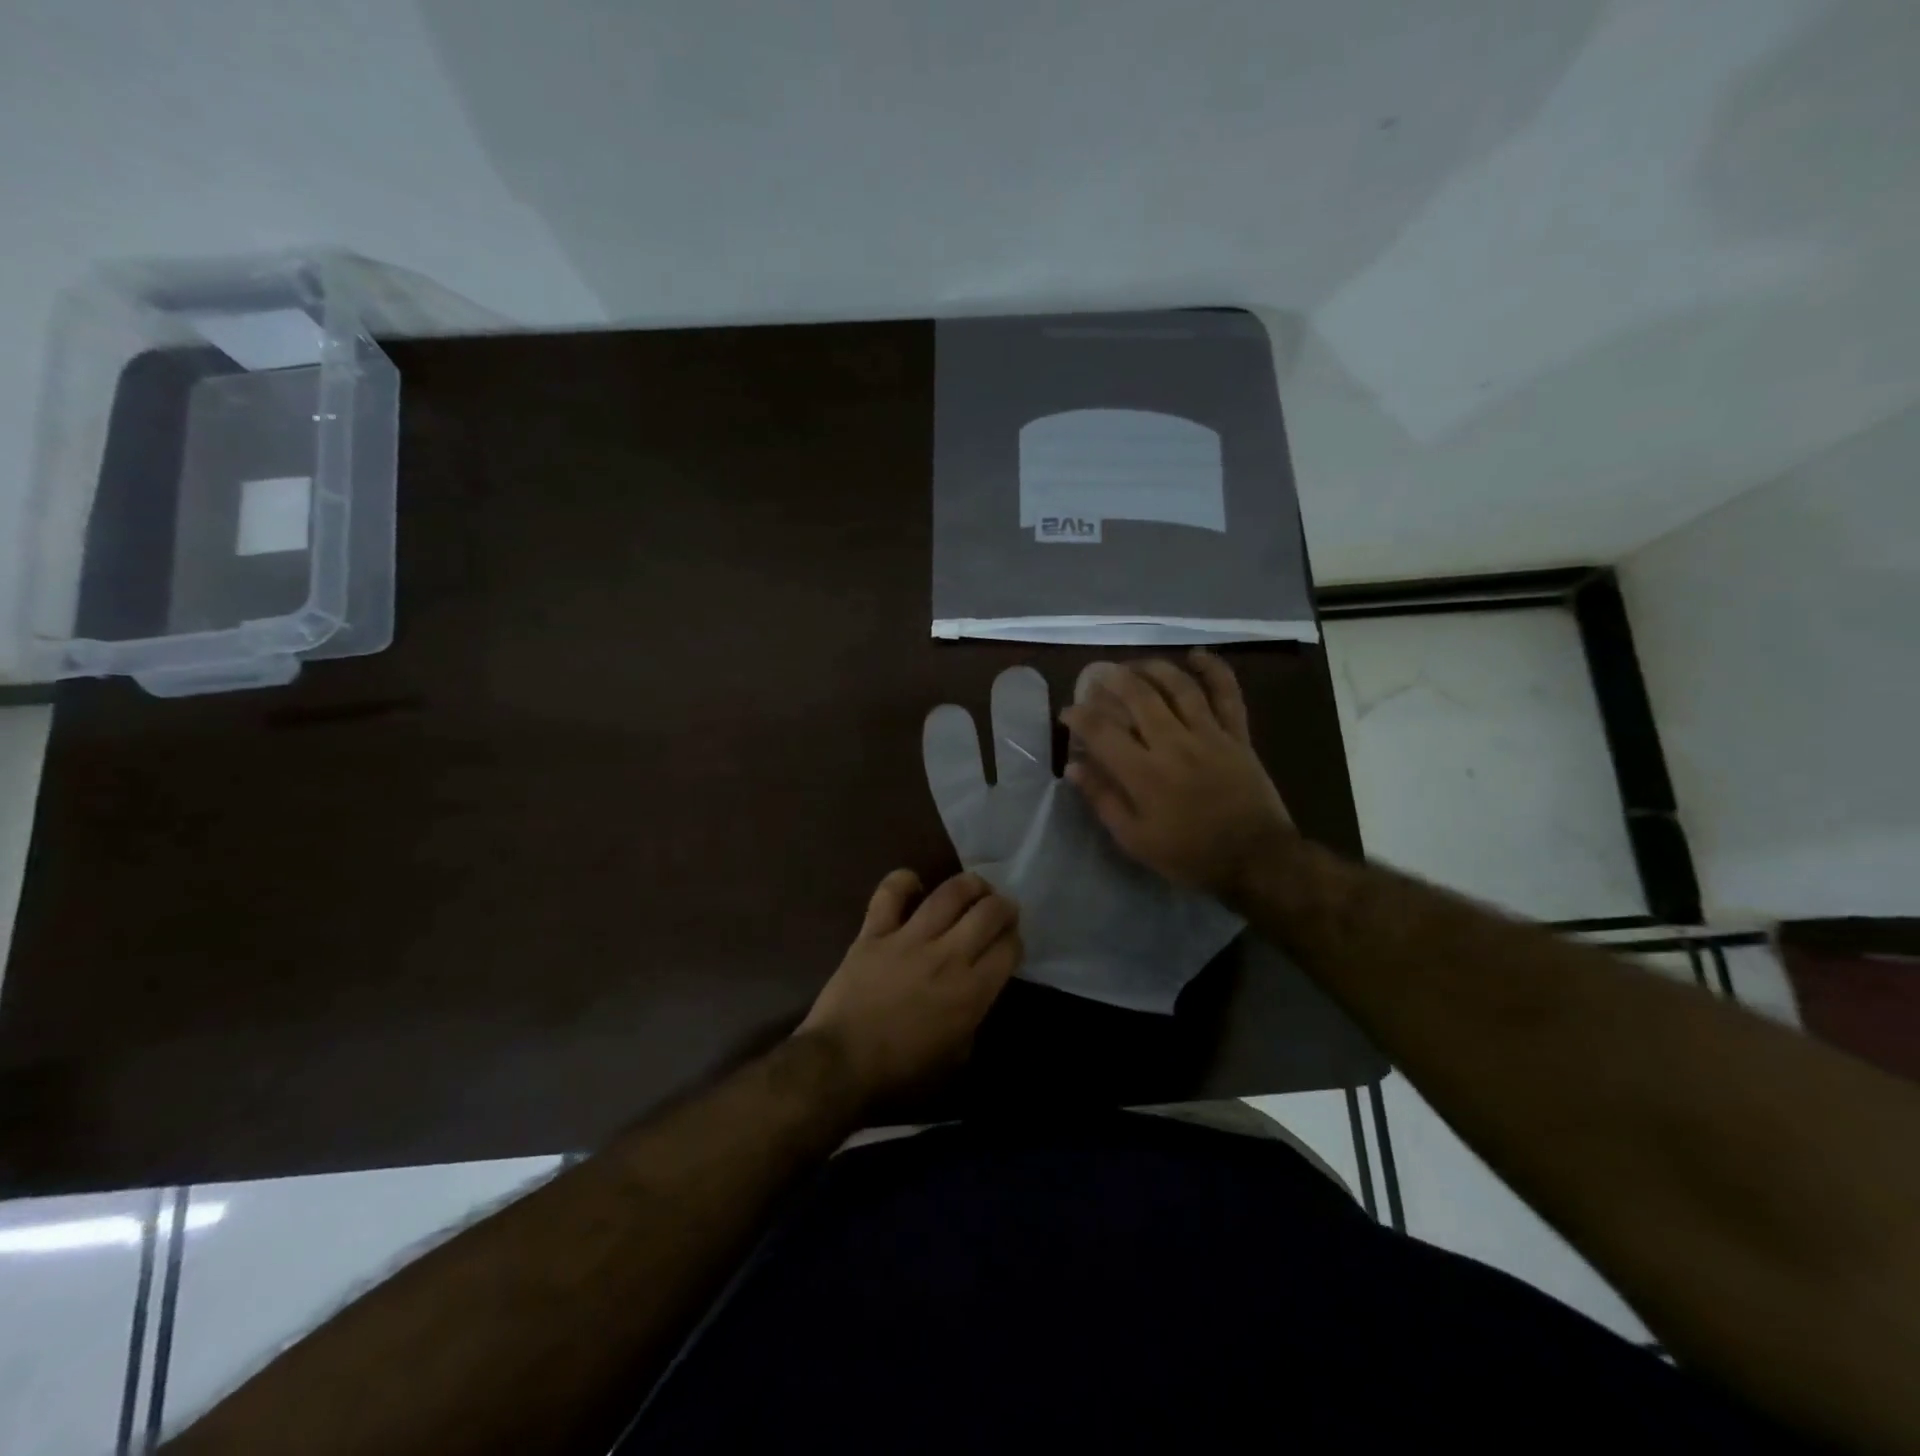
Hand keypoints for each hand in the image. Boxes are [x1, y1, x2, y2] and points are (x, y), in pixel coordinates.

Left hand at [798, 870, 1021, 1103]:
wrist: (840, 1066)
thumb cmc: (901, 1076)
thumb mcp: (956, 1060)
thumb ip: (972, 1021)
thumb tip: (974, 996)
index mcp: (972, 992)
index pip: (1008, 948)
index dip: (1015, 940)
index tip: (1009, 943)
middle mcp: (948, 956)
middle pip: (989, 912)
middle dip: (1003, 906)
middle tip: (1000, 910)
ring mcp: (909, 939)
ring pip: (949, 893)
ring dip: (969, 884)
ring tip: (974, 887)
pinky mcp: (874, 933)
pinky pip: (890, 893)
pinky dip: (903, 881)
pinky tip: (914, 884)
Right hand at [1058, 648, 1293, 900]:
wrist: (1255, 860)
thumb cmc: (1189, 855)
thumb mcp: (1135, 839)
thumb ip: (1103, 799)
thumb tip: (1074, 766)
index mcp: (1144, 773)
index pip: (1101, 731)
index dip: (1079, 716)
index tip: (1068, 713)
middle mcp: (1173, 744)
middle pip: (1138, 696)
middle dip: (1112, 680)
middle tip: (1097, 677)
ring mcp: (1209, 735)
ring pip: (1178, 687)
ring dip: (1153, 668)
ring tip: (1134, 665)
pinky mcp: (1237, 735)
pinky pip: (1227, 694)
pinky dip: (1213, 670)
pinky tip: (1195, 655)